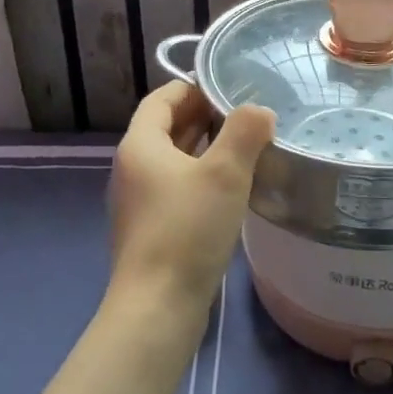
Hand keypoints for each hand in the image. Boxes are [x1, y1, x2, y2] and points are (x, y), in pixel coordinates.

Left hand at [108, 81, 275, 321]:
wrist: (158, 307)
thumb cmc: (188, 228)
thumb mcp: (226, 172)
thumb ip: (245, 132)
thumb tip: (259, 111)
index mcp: (140, 145)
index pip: (162, 99)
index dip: (193, 87)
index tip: (228, 86)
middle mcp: (132, 168)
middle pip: (166, 128)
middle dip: (203, 116)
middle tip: (244, 114)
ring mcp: (139, 201)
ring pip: (173, 160)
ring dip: (204, 148)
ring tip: (244, 146)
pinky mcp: (150, 229)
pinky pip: (176, 188)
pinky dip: (200, 177)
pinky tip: (230, 188)